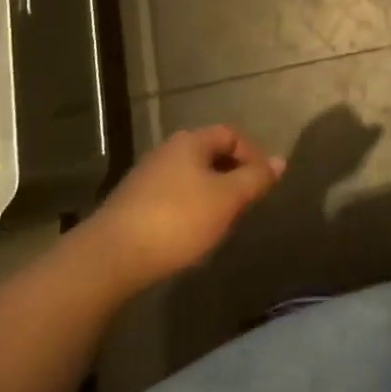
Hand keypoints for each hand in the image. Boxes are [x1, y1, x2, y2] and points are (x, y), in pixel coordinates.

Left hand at [90, 126, 284, 286]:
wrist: (111, 257)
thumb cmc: (177, 219)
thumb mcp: (227, 198)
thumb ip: (255, 178)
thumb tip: (279, 161)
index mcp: (190, 141)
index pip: (230, 134)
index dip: (253, 153)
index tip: (264, 183)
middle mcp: (167, 151)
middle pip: (209, 154)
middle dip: (232, 175)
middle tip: (246, 203)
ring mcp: (146, 177)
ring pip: (191, 177)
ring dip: (211, 194)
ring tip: (222, 222)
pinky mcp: (132, 205)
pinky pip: (172, 197)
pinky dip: (189, 209)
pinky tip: (191, 235)